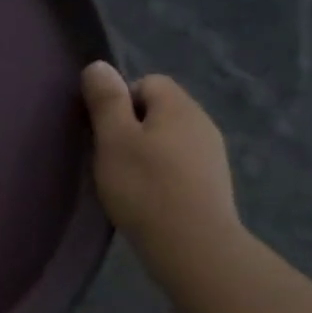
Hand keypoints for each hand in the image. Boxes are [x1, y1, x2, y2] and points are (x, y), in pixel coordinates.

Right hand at [80, 62, 241, 257]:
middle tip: (110, 157)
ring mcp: (212, 155)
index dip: (120, 101)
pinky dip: (162, 174)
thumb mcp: (113, 139)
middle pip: (159, 110)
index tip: (105, 132)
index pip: (148, 82)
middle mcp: (202, 123)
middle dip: (132, 127)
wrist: (192, 246)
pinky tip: (148, 197)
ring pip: (169, 139)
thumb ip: (106, 100)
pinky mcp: (212, 184)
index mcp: (179, 107)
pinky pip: (180, 164)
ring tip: (127, 180)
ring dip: (147, 152)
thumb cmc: (145, 187)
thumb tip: (99, 66)